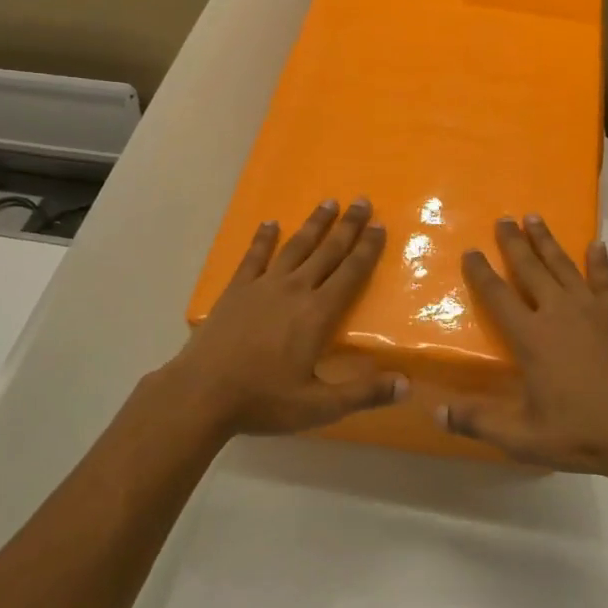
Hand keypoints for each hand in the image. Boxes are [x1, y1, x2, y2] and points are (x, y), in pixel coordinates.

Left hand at [161, 198, 404, 437]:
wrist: (201, 393)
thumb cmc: (263, 400)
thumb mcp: (319, 406)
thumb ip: (363, 394)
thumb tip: (406, 385)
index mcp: (317, 314)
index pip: (350, 274)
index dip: (367, 249)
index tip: (380, 225)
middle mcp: (294, 290)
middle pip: (327, 251)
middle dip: (348, 226)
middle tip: (363, 201)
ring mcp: (262, 286)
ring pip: (295, 247)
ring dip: (314, 224)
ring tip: (328, 202)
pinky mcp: (236, 290)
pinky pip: (254, 257)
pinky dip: (263, 239)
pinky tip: (270, 223)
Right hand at [441, 215, 607, 478]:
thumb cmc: (581, 433)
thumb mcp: (523, 438)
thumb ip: (478, 422)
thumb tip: (435, 412)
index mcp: (531, 337)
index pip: (498, 296)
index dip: (481, 272)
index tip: (471, 251)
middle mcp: (558, 312)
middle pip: (530, 269)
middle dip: (514, 243)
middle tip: (503, 219)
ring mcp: (592, 309)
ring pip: (563, 265)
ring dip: (547, 241)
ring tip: (534, 218)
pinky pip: (604, 280)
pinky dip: (598, 261)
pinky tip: (596, 244)